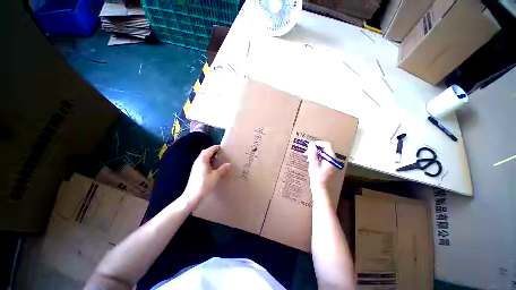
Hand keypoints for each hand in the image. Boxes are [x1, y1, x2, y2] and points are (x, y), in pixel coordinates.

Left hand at [182, 145, 230, 209]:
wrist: (192, 196)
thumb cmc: (204, 184)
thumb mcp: (216, 176)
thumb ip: (223, 169)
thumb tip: (229, 164)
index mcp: (203, 160)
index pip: (209, 150)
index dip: (215, 148)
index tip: (221, 147)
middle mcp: (198, 161)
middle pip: (204, 152)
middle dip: (211, 151)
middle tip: (219, 152)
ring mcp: (195, 166)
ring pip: (202, 157)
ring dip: (209, 156)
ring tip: (217, 158)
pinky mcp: (195, 171)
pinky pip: (201, 162)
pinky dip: (207, 161)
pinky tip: (212, 166)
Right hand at [305, 141, 336, 190]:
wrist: (321, 189)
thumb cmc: (317, 178)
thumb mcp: (313, 164)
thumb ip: (312, 153)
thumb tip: (311, 144)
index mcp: (331, 158)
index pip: (326, 144)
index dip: (318, 143)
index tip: (310, 146)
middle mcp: (333, 159)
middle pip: (325, 149)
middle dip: (315, 149)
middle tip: (307, 153)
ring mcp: (331, 163)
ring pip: (323, 153)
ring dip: (315, 153)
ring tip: (308, 158)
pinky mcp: (329, 166)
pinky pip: (323, 158)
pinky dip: (317, 158)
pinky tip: (311, 162)